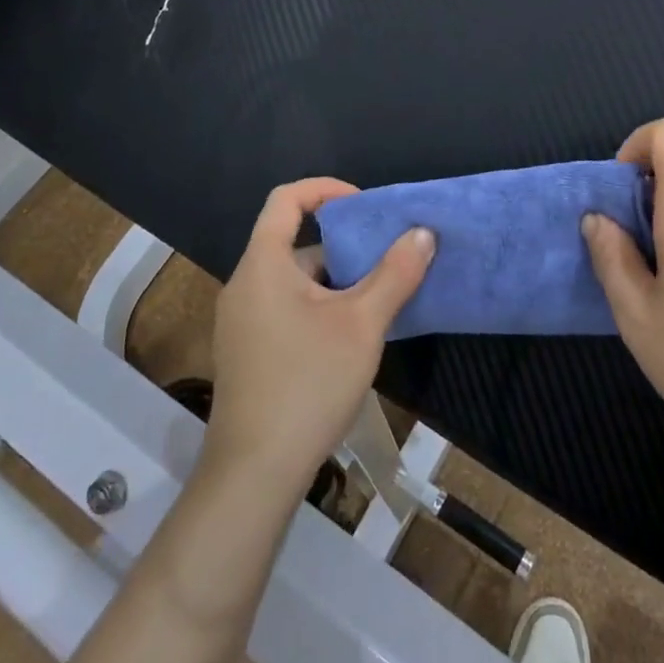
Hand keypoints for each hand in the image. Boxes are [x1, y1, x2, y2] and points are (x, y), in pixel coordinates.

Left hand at [205, 179, 434, 497]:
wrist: (254, 474)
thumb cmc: (308, 384)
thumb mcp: (363, 324)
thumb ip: (395, 274)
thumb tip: (423, 233)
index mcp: (263, 264)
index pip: (286, 199)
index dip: (325, 188)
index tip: (364, 205)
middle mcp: (245, 285)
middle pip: (293, 243)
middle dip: (343, 246)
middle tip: (385, 261)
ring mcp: (241, 322)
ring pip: (293, 281)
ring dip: (335, 282)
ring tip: (378, 302)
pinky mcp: (246, 353)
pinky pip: (285, 309)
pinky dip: (318, 307)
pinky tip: (350, 339)